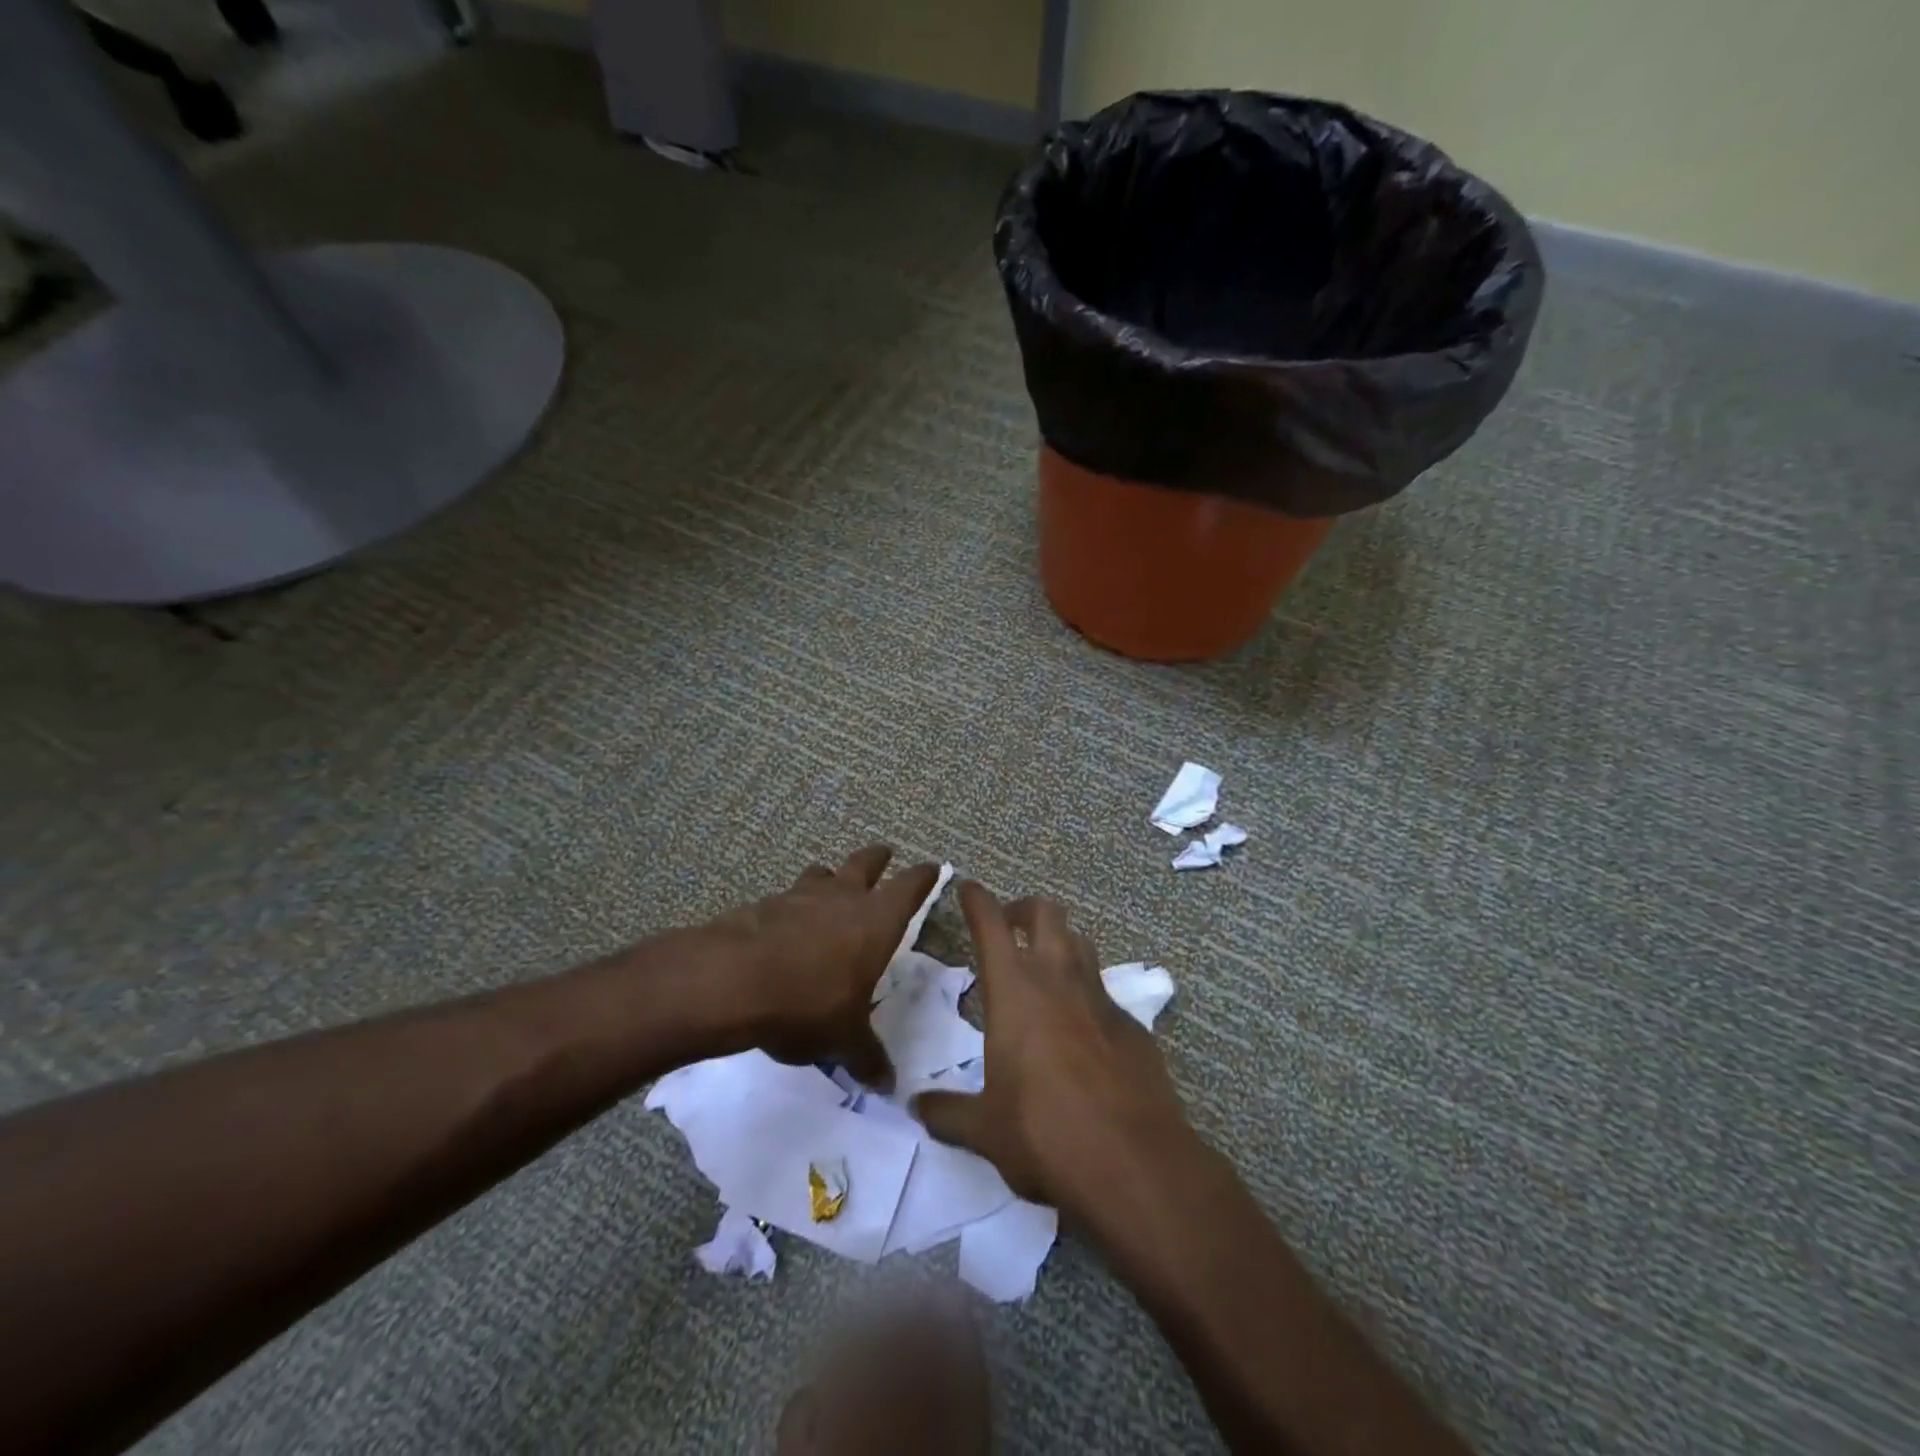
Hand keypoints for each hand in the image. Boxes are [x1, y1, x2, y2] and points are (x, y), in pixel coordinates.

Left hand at [708, 845, 939, 1086]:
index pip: (910, 887)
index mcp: (876, 921)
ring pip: (822, 873)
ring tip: (830, 884)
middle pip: (866, 863)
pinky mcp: (763, 906)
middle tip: (884, 853)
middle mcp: (842, 898)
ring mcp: (799, 896)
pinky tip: (785, 926)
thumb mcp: (844, 1038)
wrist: (733, 981)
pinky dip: (791, 906)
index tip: (931, 868)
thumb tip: (888, 1084)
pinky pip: (786, 898)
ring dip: (830, 877)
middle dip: (877, 858)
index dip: (923, 877)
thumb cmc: (808, 1003)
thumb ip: (867, 1057)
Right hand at [912, 883, 1190, 1214]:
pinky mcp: (1132, 1025)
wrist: (1134, 1162)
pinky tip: (1080, 1030)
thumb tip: (915, 1106)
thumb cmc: (1045, 1133)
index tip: (968, 887)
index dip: (977, 899)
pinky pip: (1104, 992)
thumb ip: (947, 1112)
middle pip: (1046, 913)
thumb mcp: (985, 1129)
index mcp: (1015, 990)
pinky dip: (1086, 994)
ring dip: (1059, 942)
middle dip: (1023, 908)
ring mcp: (1101, 998)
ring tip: (1043, 967)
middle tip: (1008, 925)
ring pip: (1081, 942)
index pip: (991, 923)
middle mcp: (1059, 979)